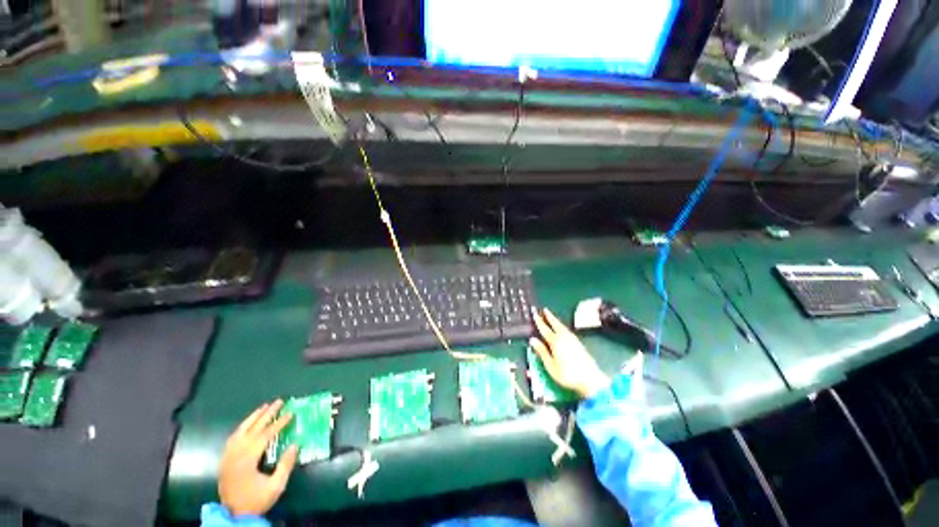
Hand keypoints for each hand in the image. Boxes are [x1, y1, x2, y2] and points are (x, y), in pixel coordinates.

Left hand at [219, 400, 298, 516]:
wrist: (233, 515)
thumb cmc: (256, 500)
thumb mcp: (275, 486)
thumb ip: (285, 465)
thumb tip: (295, 445)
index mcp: (247, 460)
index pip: (265, 436)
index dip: (278, 423)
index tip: (290, 413)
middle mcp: (235, 454)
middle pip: (252, 429)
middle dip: (267, 414)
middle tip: (279, 401)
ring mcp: (228, 457)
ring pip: (240, 431)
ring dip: (253, 417)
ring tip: (264, 407)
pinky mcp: (225, 460)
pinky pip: (233, 437)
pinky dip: (243, 427)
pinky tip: (248, 424)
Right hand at [530, 308, 610, 398]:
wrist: (590, 379)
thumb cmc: (567, 374)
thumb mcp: (550, 365)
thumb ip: (542, 352)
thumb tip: (533, 340)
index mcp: (555, 342)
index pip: (545, 329)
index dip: (539, 322)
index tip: (535, 314)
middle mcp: (564, 337)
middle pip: (555, 324)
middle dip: (549, 317)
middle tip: (544, 309)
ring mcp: (573, 339)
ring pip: (562, 326)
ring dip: (556, 320)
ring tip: (551, 316)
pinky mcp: (578, 343)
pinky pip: (567, 330)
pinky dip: (561, 326)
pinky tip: (561, 328)